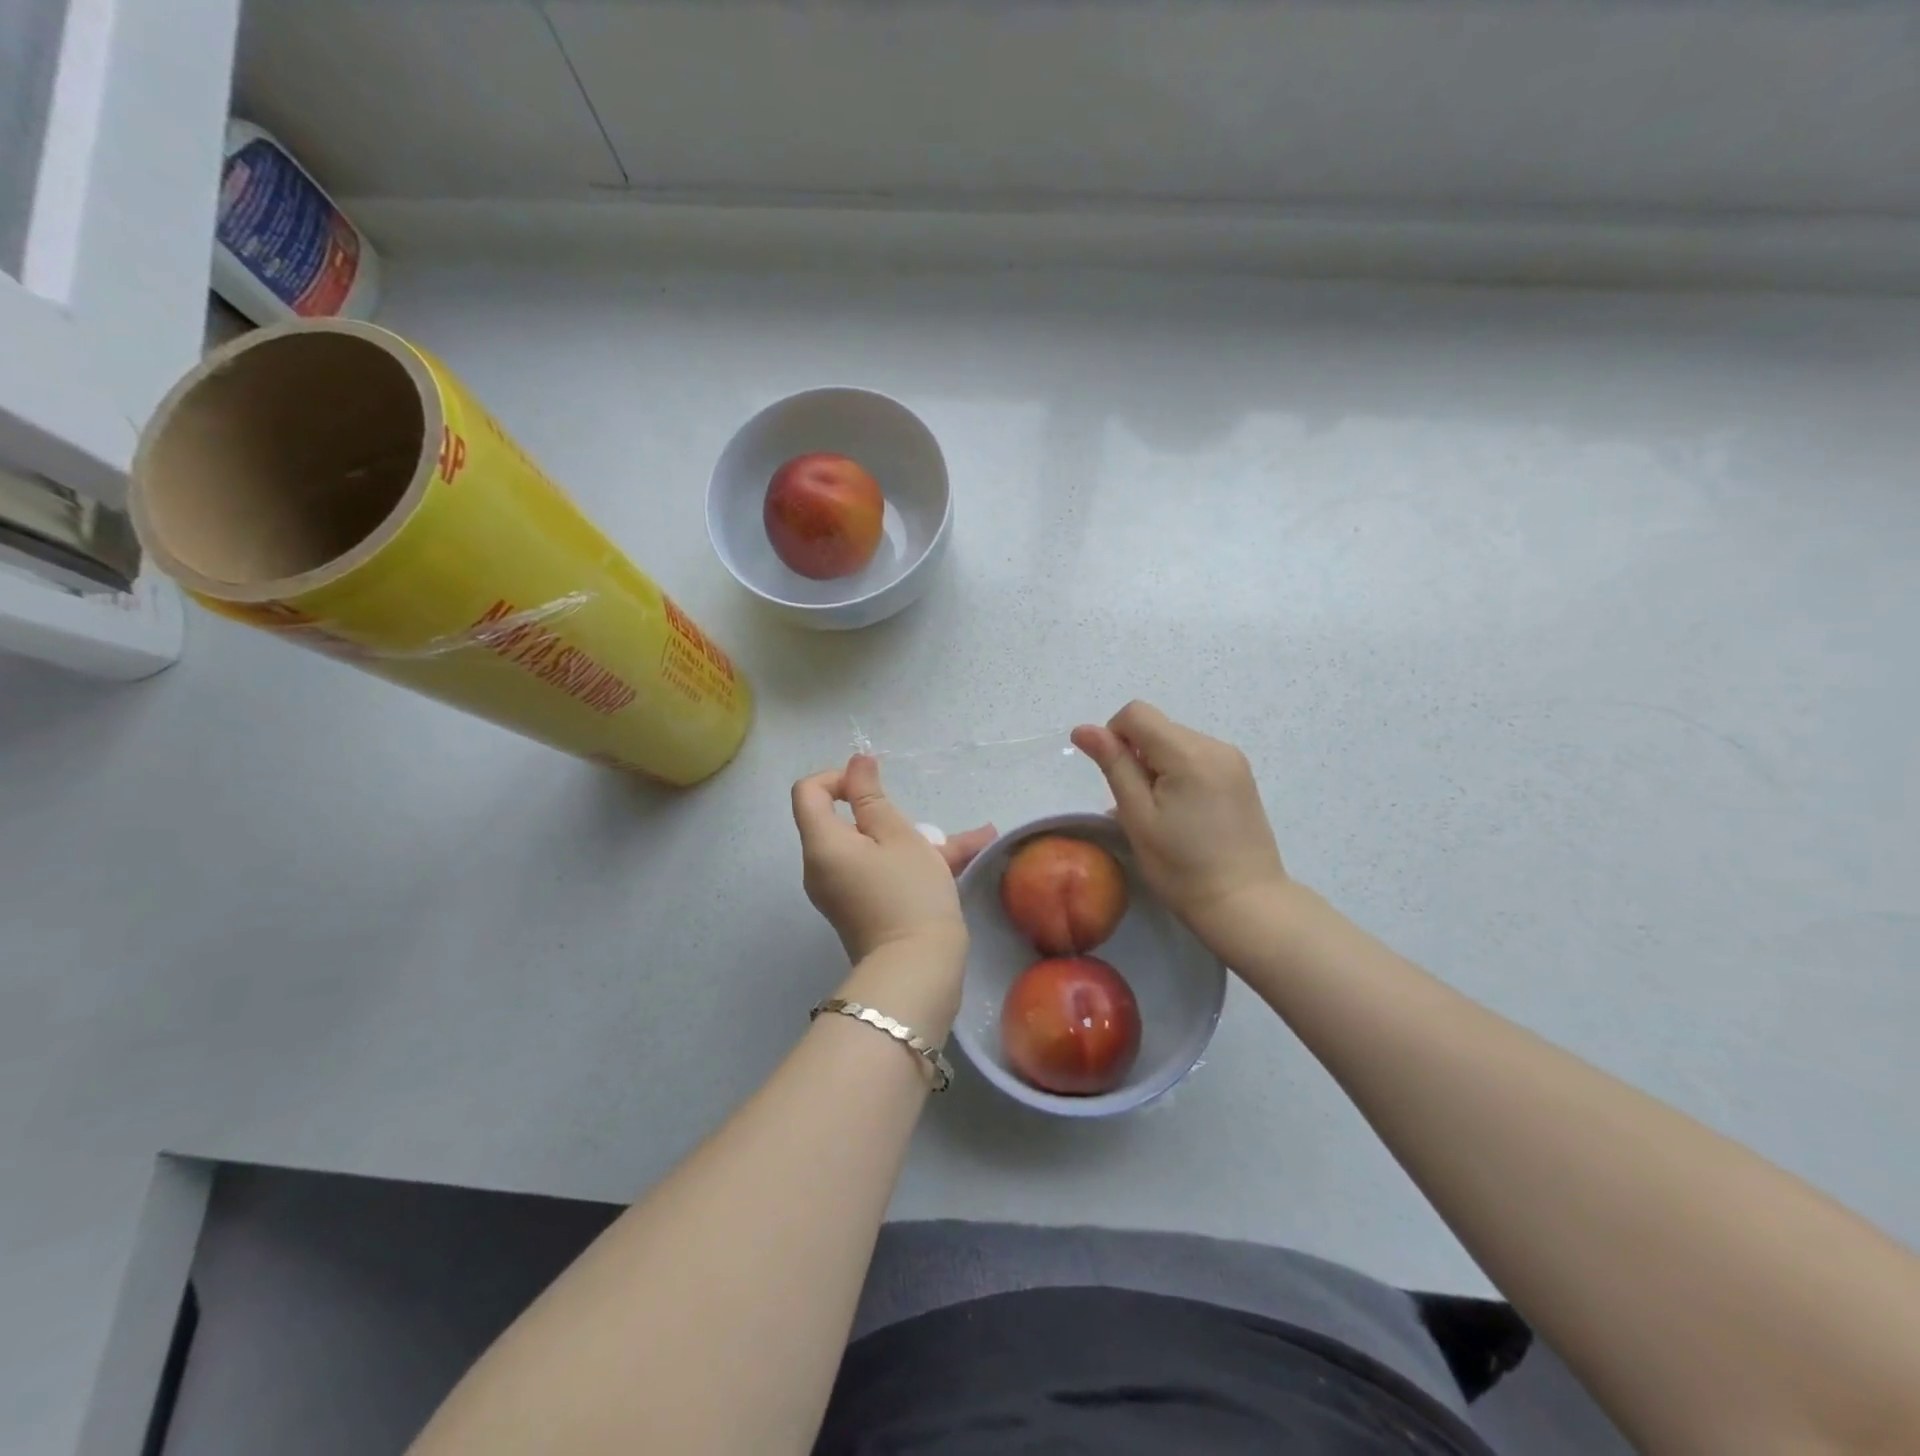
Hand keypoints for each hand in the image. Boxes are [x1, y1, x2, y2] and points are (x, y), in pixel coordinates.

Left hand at [791, 754, 994, 966]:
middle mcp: (820, 867)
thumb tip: (856, 763)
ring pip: (870, 848)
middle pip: (842, 821)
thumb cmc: (909, 894)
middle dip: (886, 813)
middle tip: (924, 824)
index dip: (839, 777)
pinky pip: (879, 872)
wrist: (916, 972)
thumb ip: (873, 796)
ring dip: (911, 839)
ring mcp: (839, 892)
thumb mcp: (898, 836)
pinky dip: (910, 862)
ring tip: (968, 840)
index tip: (874, 788)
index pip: (808, 791)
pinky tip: (964, 857)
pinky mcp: (859, 910)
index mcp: (822, 844)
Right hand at [1071, 702, 1288, 956]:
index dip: (1114, 737)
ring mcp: (1233, 760)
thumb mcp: (1137, 816)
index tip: (1116, 779)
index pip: (1136, 713)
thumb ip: (1113, 765)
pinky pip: (1196, 758)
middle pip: (1157, 727)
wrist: (1246, 905)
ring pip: (1176, 742)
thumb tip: (1083, 728)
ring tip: (1162, 813)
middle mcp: (1215, 745)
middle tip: (1139, 806)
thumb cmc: (1182, 867)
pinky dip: (1178, 774)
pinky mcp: (1241, 777)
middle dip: (1137, 756)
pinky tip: (1182, 813)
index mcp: (1189, 753)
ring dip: (1157, 766)